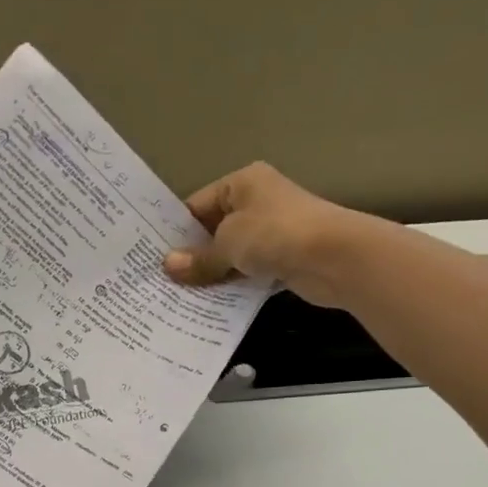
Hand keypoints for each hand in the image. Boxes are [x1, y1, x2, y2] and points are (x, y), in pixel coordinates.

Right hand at [164, 162, 392, 308]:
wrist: (334, 256)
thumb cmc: (274, 234)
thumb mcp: (228, 243)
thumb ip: (198, 258)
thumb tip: (167, 266)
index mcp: (241, 183)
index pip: (197, 205)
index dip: (175, 232)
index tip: (153, 257)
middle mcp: (256, 202)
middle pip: (213, 230)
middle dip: (191, 256)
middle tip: (160, 281)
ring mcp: (271, 231)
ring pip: (230, 254)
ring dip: (211, 273)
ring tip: (178, 296)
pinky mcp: (282, 258)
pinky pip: (247, 272)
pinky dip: (231, 285)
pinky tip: (209, 303)